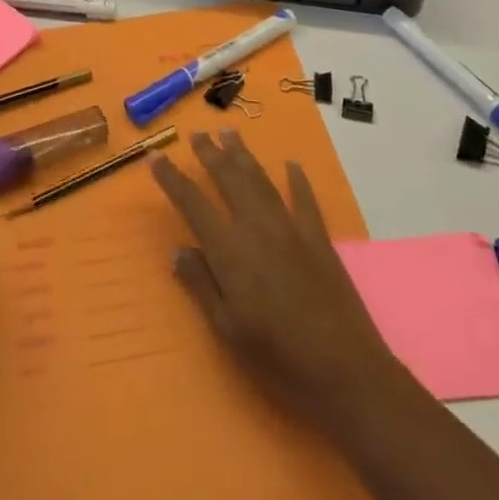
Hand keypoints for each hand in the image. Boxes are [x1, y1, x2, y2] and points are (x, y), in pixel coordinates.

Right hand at [150, 130, 396, 425]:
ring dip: (243, 154)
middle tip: (197, 132)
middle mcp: (257, 226)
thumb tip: (178, 250)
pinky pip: (304, 197)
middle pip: (229, 178)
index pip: (193, 203)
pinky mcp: (318, 235)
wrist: (343, 366)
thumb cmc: (277, 356)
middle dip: (210, 153)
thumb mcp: (228, 329)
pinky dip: (297, 179)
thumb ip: (202, 284)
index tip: (155, 156)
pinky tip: (291, 165)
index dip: (171, 179)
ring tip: (229, 132)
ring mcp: (290, 226)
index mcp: (230, 249)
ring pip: (260, 179)